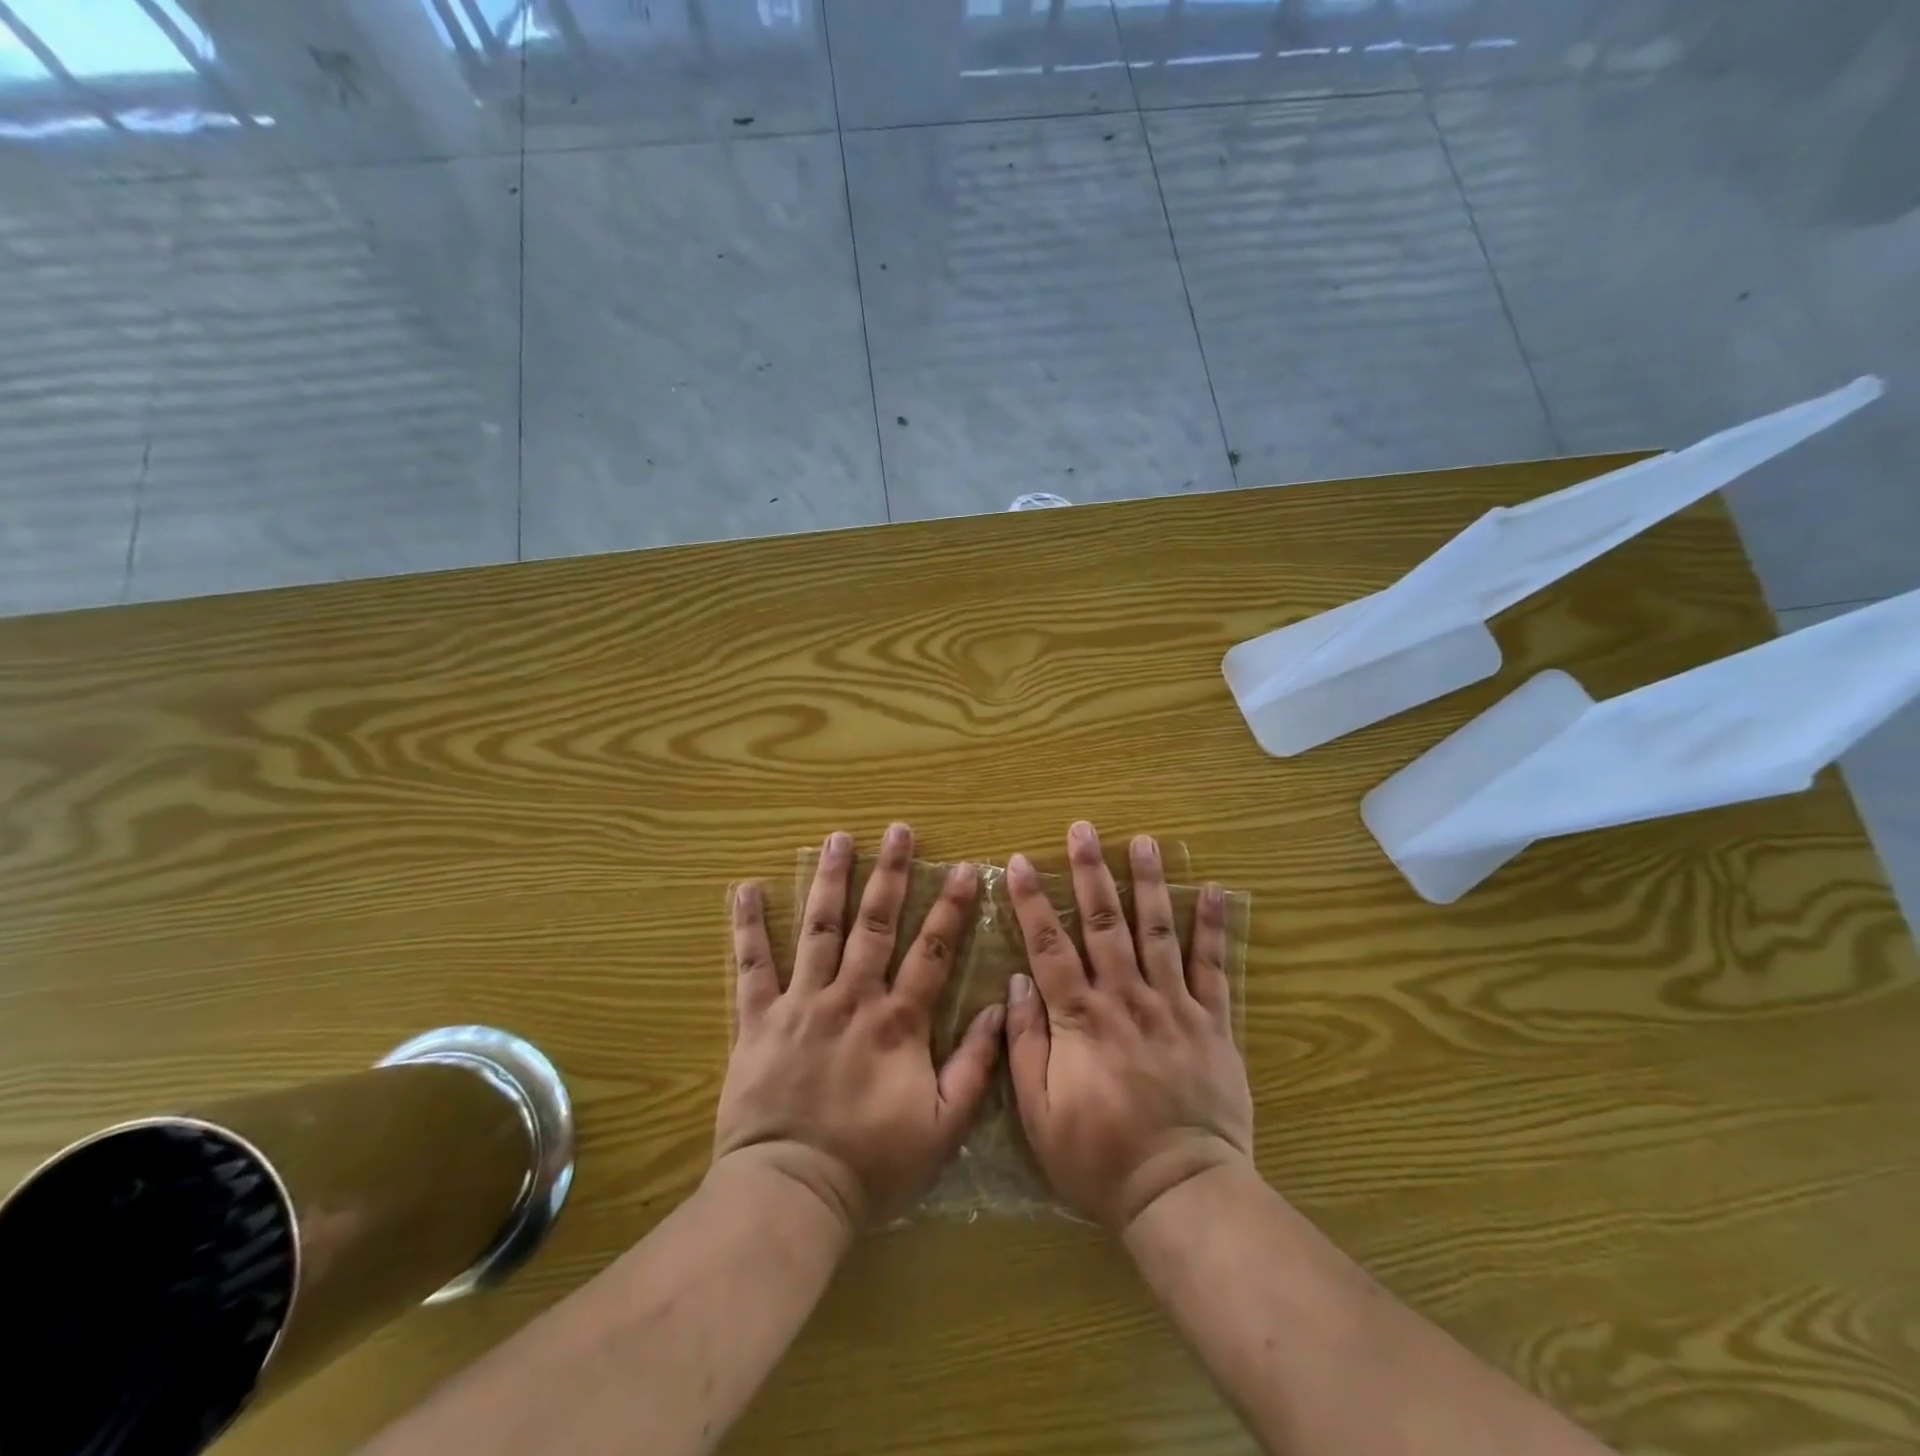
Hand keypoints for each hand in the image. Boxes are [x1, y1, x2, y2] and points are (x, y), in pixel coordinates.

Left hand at [717, 823, 1004, 1231]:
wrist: (791, 1193)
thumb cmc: (872, 1166)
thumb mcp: (943, 1129)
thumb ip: (975, 1067)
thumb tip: (998, 1008)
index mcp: (898, 1023)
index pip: (934, 951)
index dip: (952, 908)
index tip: (964, 868)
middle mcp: (852, 998)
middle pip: (876, 924)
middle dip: (891, 873)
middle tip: (898, 830)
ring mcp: (801, 1003)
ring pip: (819, 928)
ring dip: (830, 880)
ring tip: (838, 838)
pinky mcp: (758, 1019)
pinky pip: (751, 965)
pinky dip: (748, 926)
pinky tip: (746, 888)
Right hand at [1003, 821, 1252, 1230]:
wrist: (1181, 1193)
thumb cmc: (1099, 1159)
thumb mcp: (1039, 1115)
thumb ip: (1026, 1045)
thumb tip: (1018, 982)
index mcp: (1080, 1019)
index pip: (1048, 946)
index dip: (1032, 901)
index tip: (1019, 861)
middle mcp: (1126, 999)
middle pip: (1103, 923)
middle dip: (1090, 872)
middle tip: (1083, 828)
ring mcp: (1173, 1006)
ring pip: (1157, 931)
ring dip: (1148, 882)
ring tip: (1144, 841)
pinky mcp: (1212, 1022)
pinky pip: (1212, 966)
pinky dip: (1212, 927)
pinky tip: (1213, 890)